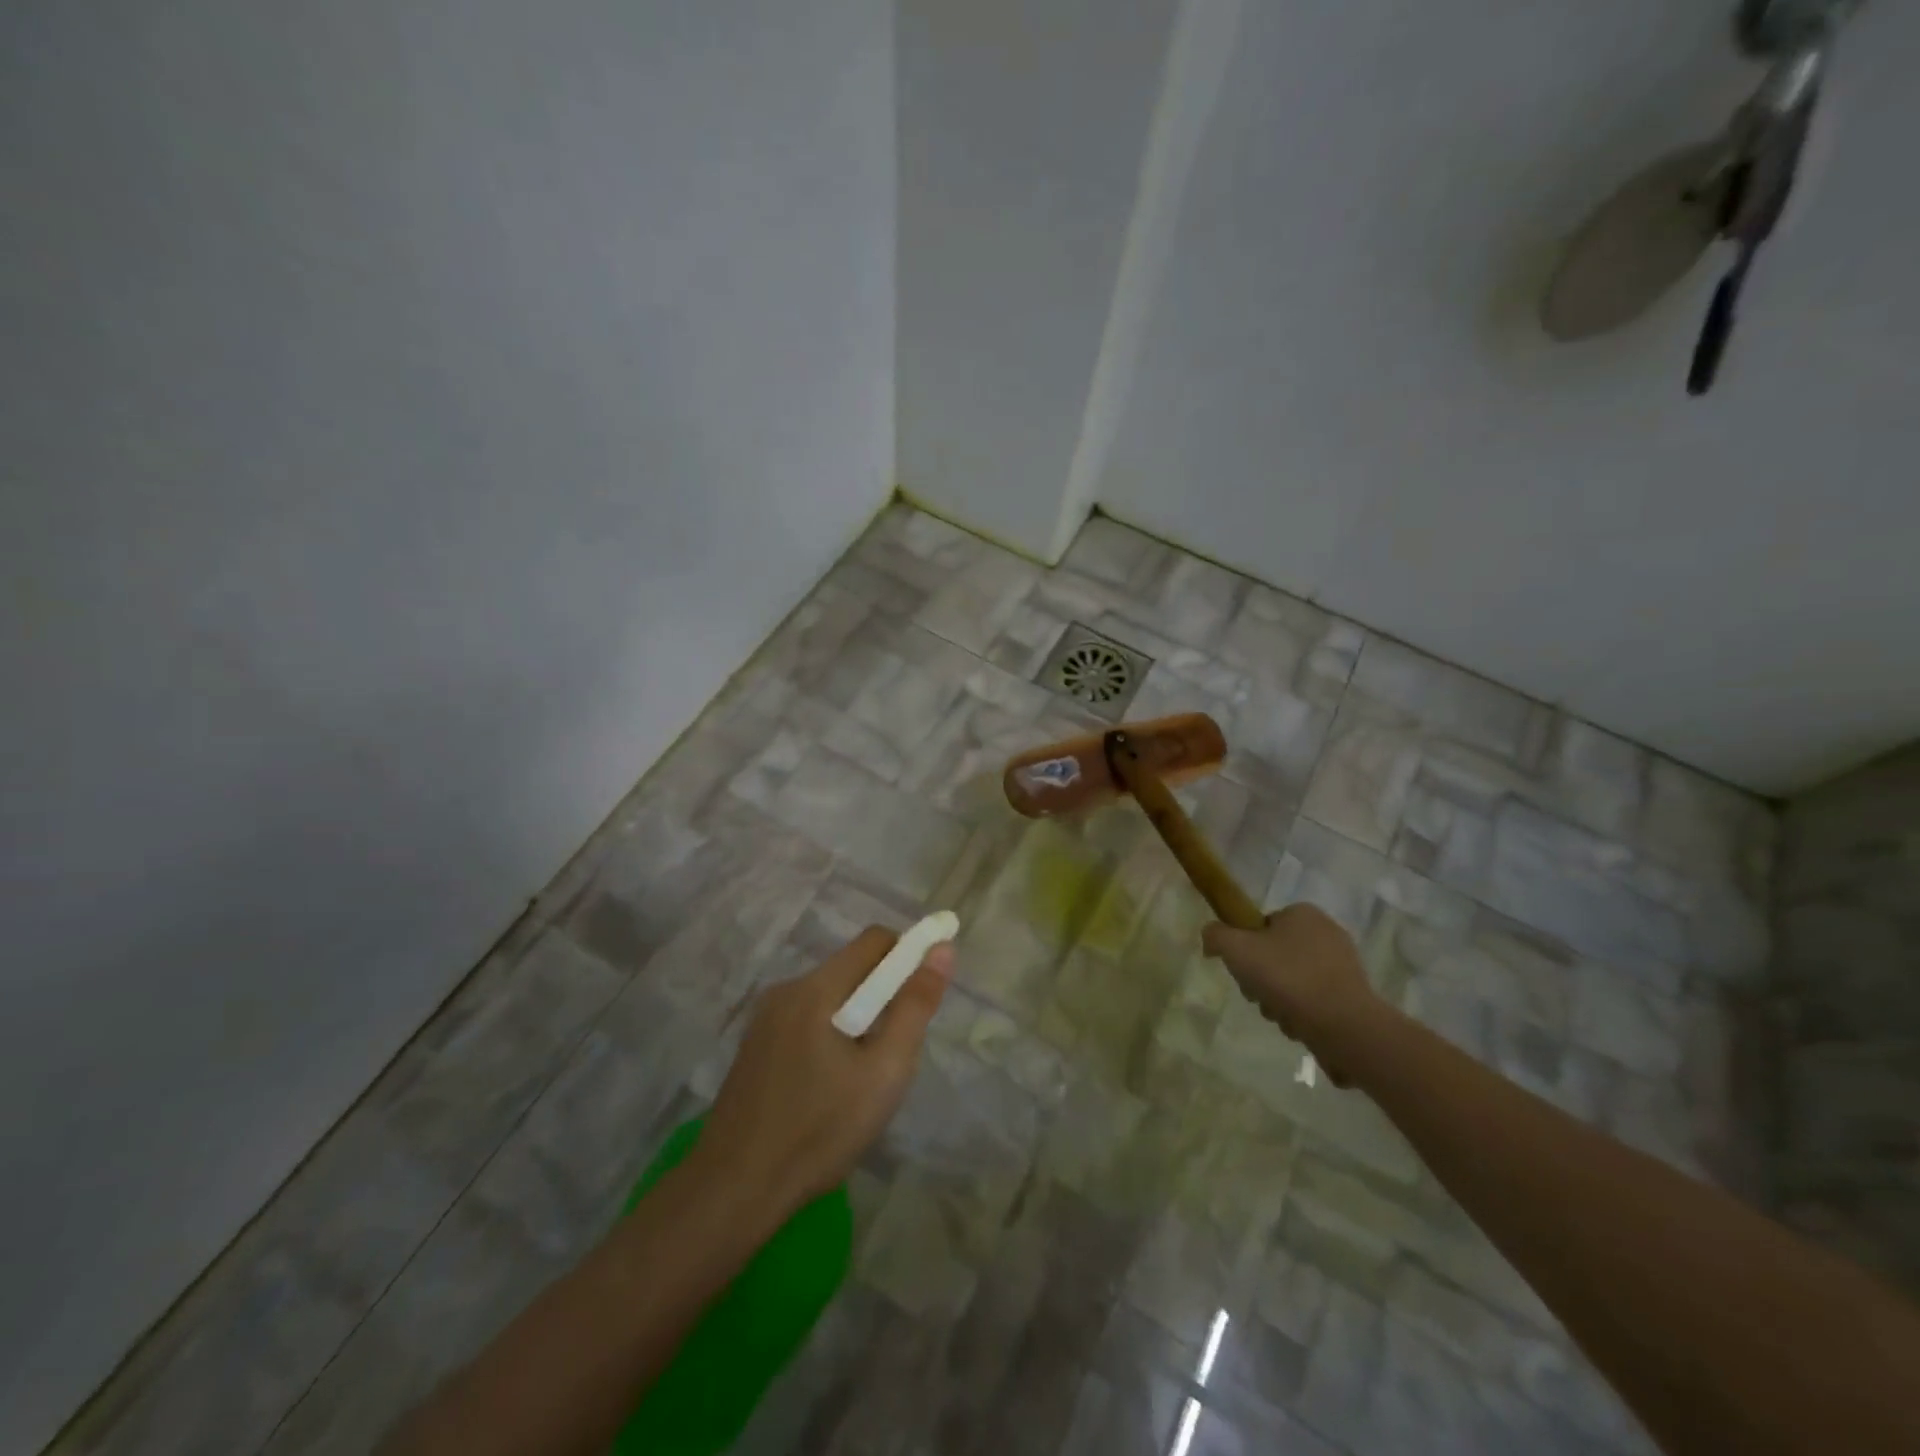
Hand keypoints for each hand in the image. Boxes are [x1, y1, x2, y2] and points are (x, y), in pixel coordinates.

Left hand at [694, 926, 953, 1212]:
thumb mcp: (884, 1071)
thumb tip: (942, 950)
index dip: (909, 954)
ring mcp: (765, 1019)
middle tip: (894, 1052)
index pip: (875, 940)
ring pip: (830, 997)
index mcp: (816, 988)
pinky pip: (807, 1020)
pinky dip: (830, 1036)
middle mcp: (787, 990)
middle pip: (851, 968)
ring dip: (857, 1019)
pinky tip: (828, 1089)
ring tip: (862, 1079)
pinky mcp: (755, 1046)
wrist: (733, 1190)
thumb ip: (915, 1006)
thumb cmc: (819, 1130)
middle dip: (883, 995)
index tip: (925, 994)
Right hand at [1201, 904, 1390, 1086]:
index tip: (1243, 970)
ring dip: (1279, 1000)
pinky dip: (1302, 1013)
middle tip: (1259, 996)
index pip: (1262, 926)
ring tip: (1280, 1015)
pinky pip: (1314, 1000)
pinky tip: (1300, 1026)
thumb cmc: (1287, 977)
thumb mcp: (1236, 949)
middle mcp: (1327, 932)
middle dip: (1262, 980)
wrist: (1343, 1025)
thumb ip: (1215, 936)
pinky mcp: (1353, 995)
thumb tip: (1210, 938)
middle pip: (1275, 955)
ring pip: (1293, 980)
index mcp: (1303, 913)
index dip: (1246, 949)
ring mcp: (1344, 965)